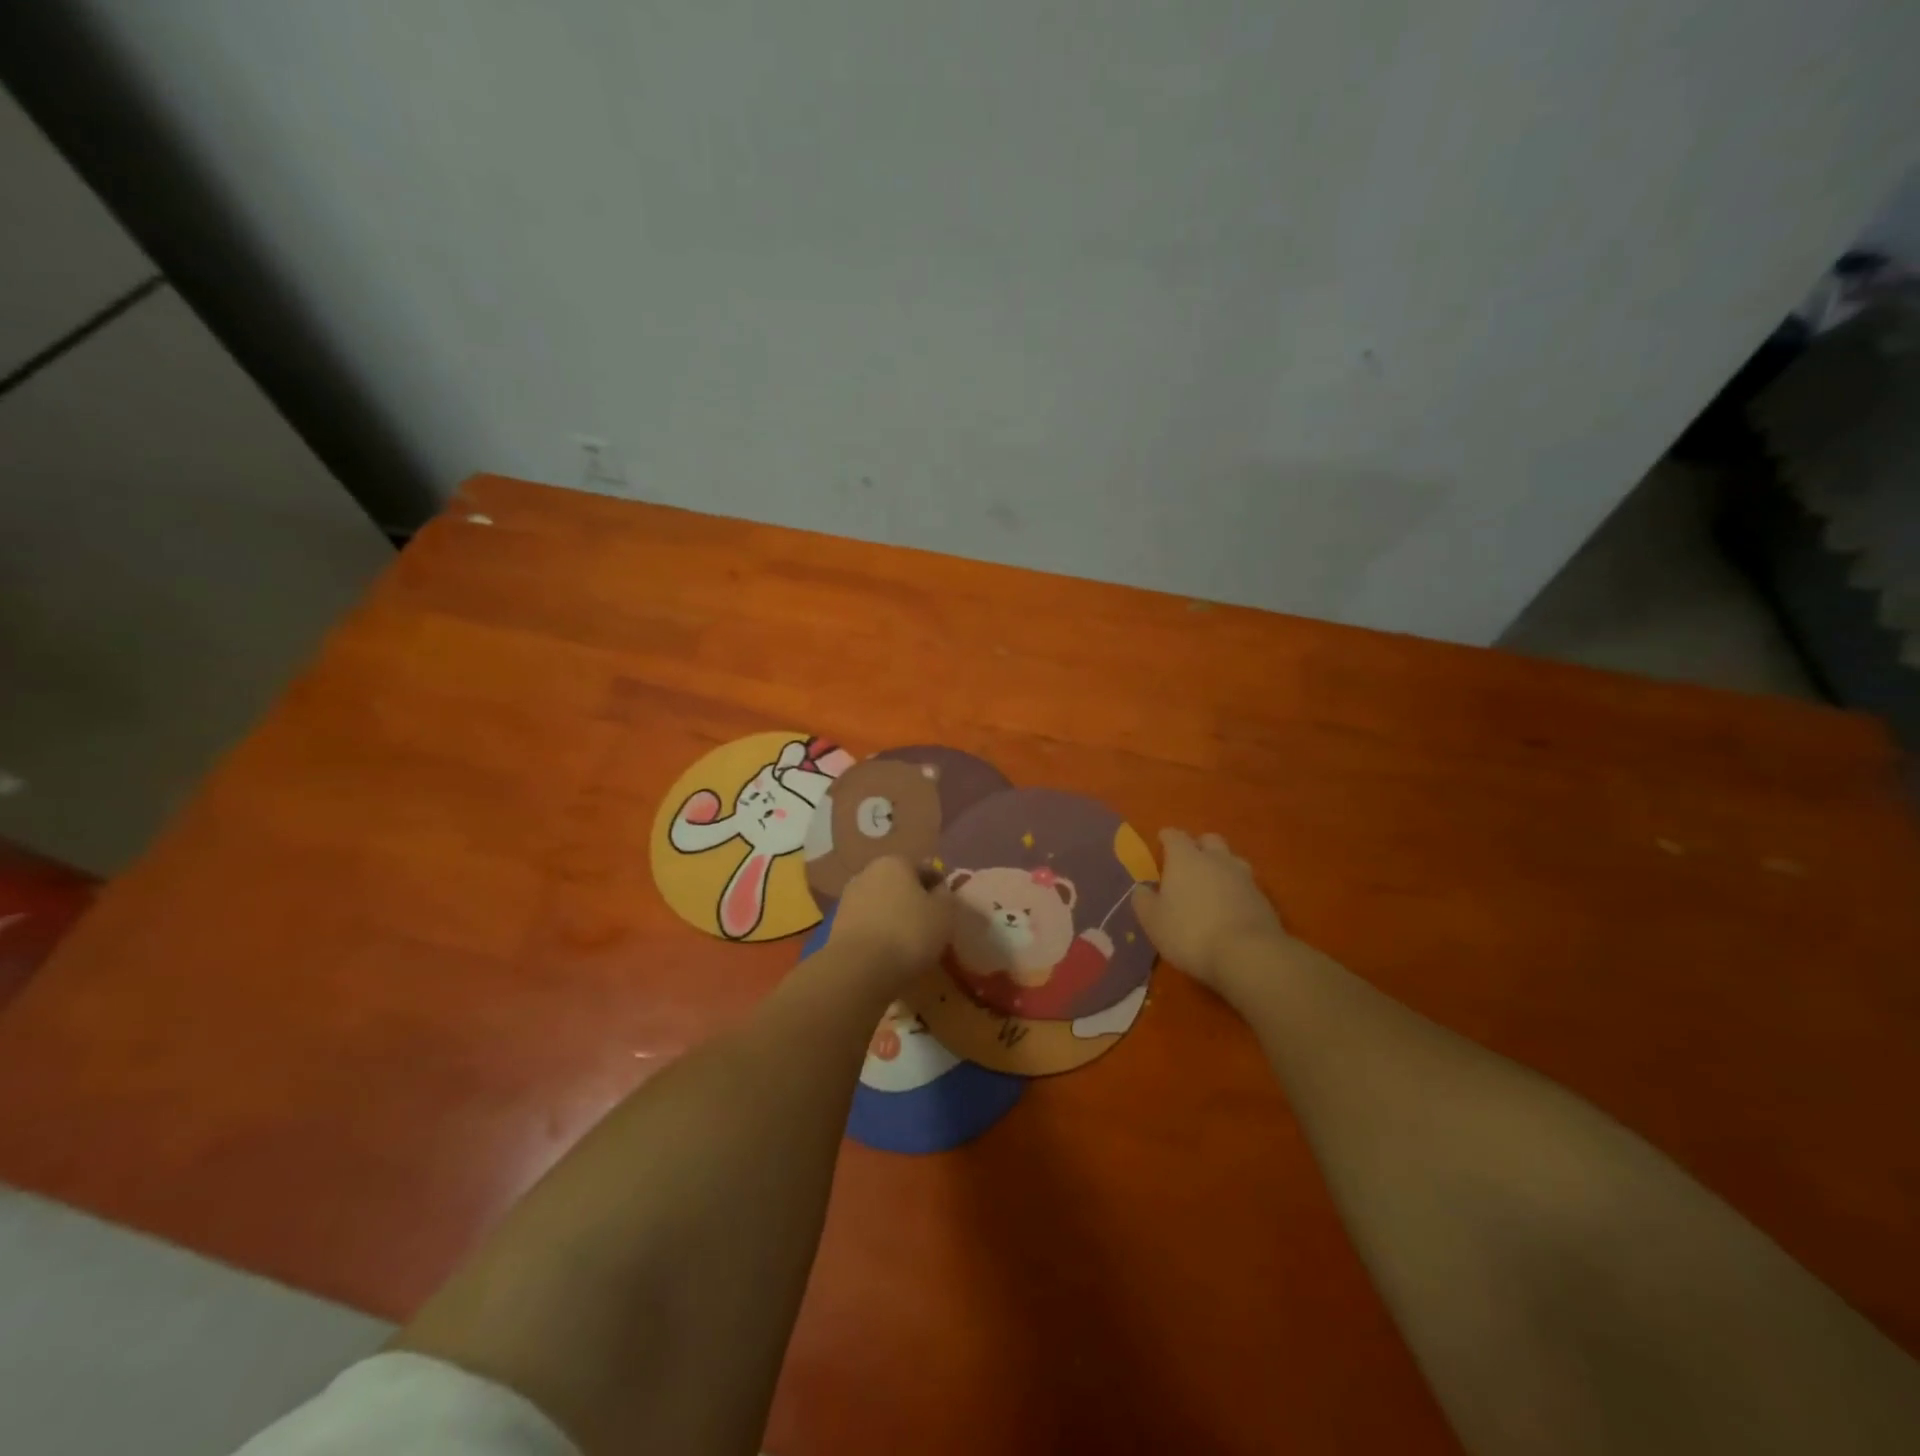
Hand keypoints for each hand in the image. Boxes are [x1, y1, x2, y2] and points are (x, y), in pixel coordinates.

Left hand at [825, 856, 952, 990]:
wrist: (859, 969)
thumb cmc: (909, 933)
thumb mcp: (944, 913)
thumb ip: (945, 896)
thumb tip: (938, 890)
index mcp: (895, 862)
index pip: (925, 869)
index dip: (938, 888)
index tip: (946, 909)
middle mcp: (868, 872)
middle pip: (899, 884)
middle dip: (913, 900)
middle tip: (929, 925)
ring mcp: (849, 898)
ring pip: (881, 904)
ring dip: (894, 917)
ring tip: (909, 943)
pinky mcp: (837, 925)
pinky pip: (868, 924)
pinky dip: (878, 933)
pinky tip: (888, 952)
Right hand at [1131, 830, 1289, 991]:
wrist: (1247, 955)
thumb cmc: (1189, 933)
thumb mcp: (1153, 921)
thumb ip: (1143, 900)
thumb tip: (1142, 888)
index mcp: (1185, 858)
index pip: (1174, 835)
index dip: (1166, 838)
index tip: (1161, 844)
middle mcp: (1216, 859)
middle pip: (1209, 840)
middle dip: (1198, 846)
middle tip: (1188, 864)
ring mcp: (1244, 877)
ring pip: (1231, 860)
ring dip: (1221, 867)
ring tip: (1211, 885)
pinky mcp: (1263, 898)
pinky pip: (1246, 884)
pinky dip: (1236, 890)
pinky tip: (1230, 907)